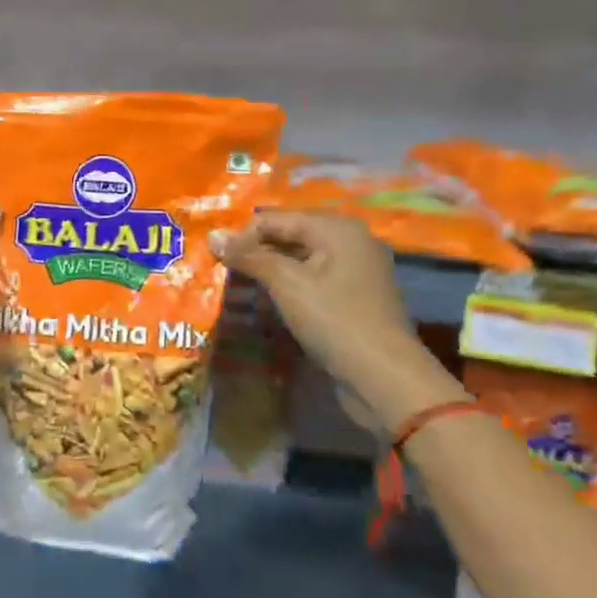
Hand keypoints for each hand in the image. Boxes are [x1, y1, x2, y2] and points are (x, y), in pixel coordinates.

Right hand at [211, 211, 458, 430]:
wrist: (384, 378)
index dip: (243, 236)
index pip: (276, 218)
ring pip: (300, 260)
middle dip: (256, 253)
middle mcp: (350, 241)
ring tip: (240, 289)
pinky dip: (289, 288)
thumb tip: (212, 235)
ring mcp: (355, 271)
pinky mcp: (354, 298)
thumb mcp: (286, 283)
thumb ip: (249, 257)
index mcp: (337, 228)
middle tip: (224, 273)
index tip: (217, 260)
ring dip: (269, 272)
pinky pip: (313, 281)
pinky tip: (268, 304)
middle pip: (289, 236)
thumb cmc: (334, 320)